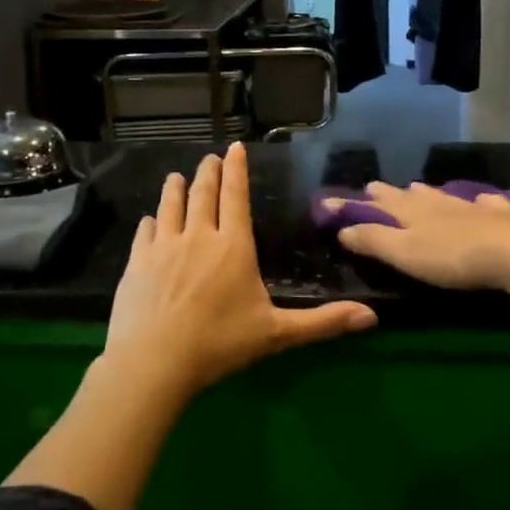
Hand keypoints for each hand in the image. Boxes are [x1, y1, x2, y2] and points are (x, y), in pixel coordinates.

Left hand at [105, 142, 376, 396]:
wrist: (154, 362)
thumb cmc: (220, 343)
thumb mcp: (277, 334)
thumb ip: (323, 323)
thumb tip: (372, 318)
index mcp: (234, 246)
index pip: (236, 196)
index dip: (236, 170)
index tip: (234, 147)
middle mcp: (199, 236)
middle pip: (203, 194)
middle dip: (208, 173)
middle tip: (209, 158)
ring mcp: (163, 247)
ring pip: (171, 207)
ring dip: (175, 189)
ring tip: (176, 176)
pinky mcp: (137, 263)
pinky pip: (145, 233)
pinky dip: (150, 222)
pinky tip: (149, 220)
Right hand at [328, 182, 509, 291]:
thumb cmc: (452, 257)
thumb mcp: (404, 253)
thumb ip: (373, 240)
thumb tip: (342, 228)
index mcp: (411, 212)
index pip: (378, 203)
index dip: (357, 203)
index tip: (336, 199)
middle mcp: (437, 202)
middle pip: (409, 195)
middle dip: (390, 193)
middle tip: (375, 189)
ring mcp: (470, 206)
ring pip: (442, 195)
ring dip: (427, 193)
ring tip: (418, 189)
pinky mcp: (500, 216)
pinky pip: (486, 203)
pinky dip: (479, 201)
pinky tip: (482, 200)